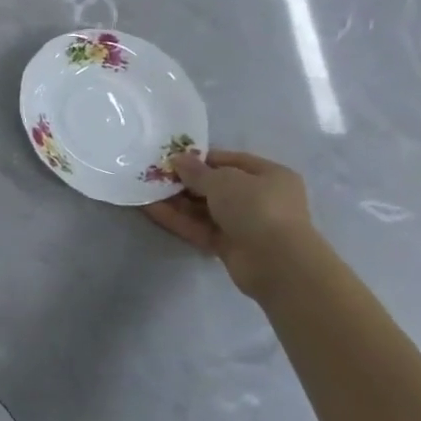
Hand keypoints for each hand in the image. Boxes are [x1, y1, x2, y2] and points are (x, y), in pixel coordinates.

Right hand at [143, 148, 318, 295]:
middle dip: (184, 181)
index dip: (200, 159)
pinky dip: (177, 219)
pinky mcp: (229, 245)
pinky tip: (150, 209)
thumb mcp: (223, 181)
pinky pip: (199, 228)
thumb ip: (196, 171)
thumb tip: (177, 160)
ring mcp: (244, 224)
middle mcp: (259, 198)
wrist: (276, 262)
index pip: (230, 161)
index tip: (171, 158)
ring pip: (204, 209)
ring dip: (175, 201)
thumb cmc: (256, 207)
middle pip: (215, 186)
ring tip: (144, 191)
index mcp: (269, 176)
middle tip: (152, 175)